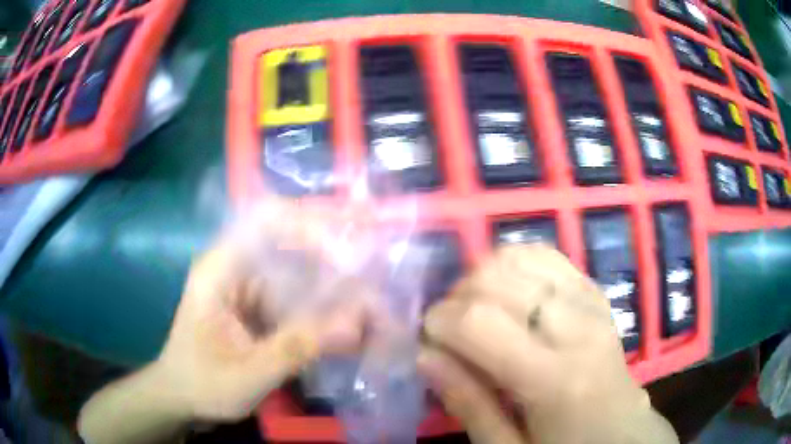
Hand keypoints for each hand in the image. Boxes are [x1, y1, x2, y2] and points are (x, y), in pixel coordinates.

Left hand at [154, 219, 364, 421]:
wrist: (182, 400)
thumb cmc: (202, 384)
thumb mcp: (248, 373)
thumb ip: (298, 347)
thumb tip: (356, 323)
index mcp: (220, 270)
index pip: (267, 221)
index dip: (311, 225)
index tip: (349, 252)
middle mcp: (237, 268)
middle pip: (292, 242)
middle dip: (337, 255)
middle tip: (380, 268)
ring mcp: (250, 288)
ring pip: (301, 273)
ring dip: (337, 287)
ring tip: (376, 302)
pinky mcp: (260, 308)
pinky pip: (299, 299)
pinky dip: (326, 310)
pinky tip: (353, 325)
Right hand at [419, 245, 678, 443]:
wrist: (621, 430)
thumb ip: (467, 403)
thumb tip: (424, 354)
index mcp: (555, 378)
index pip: (479, 321)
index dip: (438, 323)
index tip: (427, 342)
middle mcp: (577, 326)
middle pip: (496, 278)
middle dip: (455, 298)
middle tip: (451, 333)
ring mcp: (590, 300)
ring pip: (518, 257)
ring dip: (481, 277)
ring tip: (477, 311)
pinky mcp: (594, 290)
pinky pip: (545, 255)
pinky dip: (513, 264)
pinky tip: (507, 293)